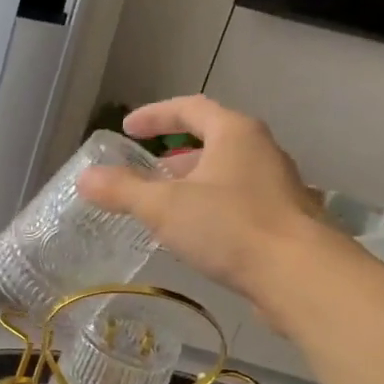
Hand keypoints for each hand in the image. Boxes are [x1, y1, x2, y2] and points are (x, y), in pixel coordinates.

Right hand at [75, 95, 328, 309]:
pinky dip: (210, 210)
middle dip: (173, 158)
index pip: (190, 108)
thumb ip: (123, 191)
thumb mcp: (165, 207)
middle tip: (144, 175)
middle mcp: (260, 151)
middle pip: (211, 141)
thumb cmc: (230, 227)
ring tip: (163, 209)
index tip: (127, 128)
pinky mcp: (283, 220)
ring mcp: (276, 186)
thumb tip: (84, 178)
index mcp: (235, 133)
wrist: (299, 274)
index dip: (155, 115)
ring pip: (225, 175)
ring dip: (192, 186)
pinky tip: (195, 237)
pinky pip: (237, 203)